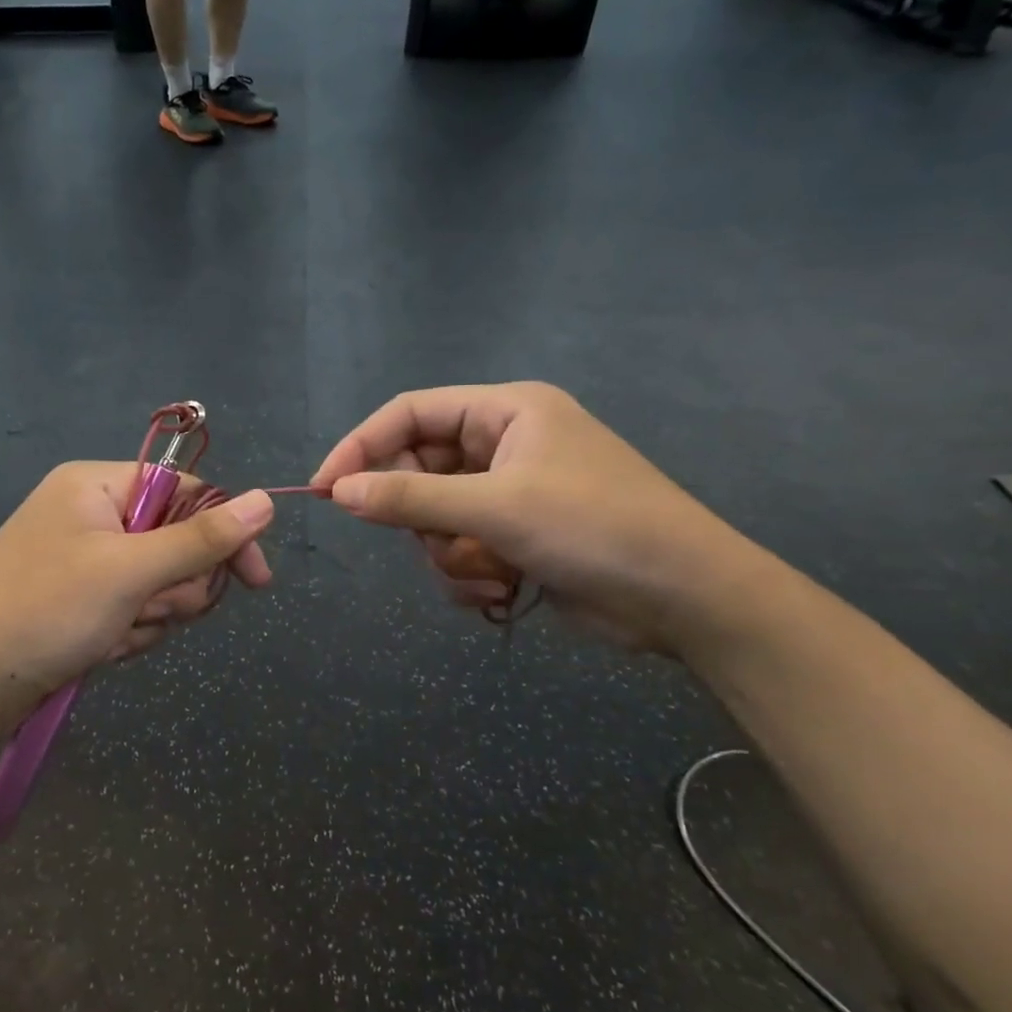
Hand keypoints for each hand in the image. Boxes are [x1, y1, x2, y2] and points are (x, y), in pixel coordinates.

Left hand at [0, 463, 272, 739]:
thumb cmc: (47, 610)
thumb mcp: (131, 570)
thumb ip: (202, 538)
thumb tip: (267, 500)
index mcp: (95, 484)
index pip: (186, 492)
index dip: (224, 534)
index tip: (256, 581)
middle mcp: (89, 513)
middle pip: (175, 542)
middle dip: (172, 587)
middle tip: (148, 610)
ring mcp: (82, 559)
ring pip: (157, 583)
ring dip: (149, 616)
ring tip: (113, 636)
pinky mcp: (77, 600)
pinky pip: (131, 609)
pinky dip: (127, 633)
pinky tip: (100, 650)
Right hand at [309, 383, 758, 652]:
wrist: (687, 600)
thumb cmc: (594, 528)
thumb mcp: (494, 508)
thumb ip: (409, 498)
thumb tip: (335, 491)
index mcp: (505, 411)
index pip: (409, 413)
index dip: (361, 446)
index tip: (325, 488)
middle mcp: (504, 445)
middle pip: (419, 471)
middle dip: (422, 519)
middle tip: (434, 544)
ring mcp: (510, 493)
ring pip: (435, 520)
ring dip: (451, 555)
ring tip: (490, 573)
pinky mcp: (516, 537)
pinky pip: (460, 549)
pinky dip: (469, 574)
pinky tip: (503, 591)